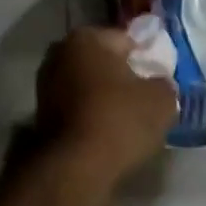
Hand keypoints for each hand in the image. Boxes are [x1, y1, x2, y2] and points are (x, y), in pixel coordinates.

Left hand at [35, 27, 177, 194]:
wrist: (74, 168)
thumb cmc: (119, 120)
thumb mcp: (161, 99)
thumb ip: (164, 84)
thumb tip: (158, 84)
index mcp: (87, 38)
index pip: (126, 40)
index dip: (146, 58)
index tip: (159, 77)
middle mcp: (60, 53)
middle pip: (103, 61)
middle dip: (121, 74)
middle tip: (145, 96)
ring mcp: (45, 84)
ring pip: (88, 83)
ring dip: (104, 95)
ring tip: (128, 118)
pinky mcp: (40, 114)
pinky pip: (77, 106)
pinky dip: (91, 113)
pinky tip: (108, 131)